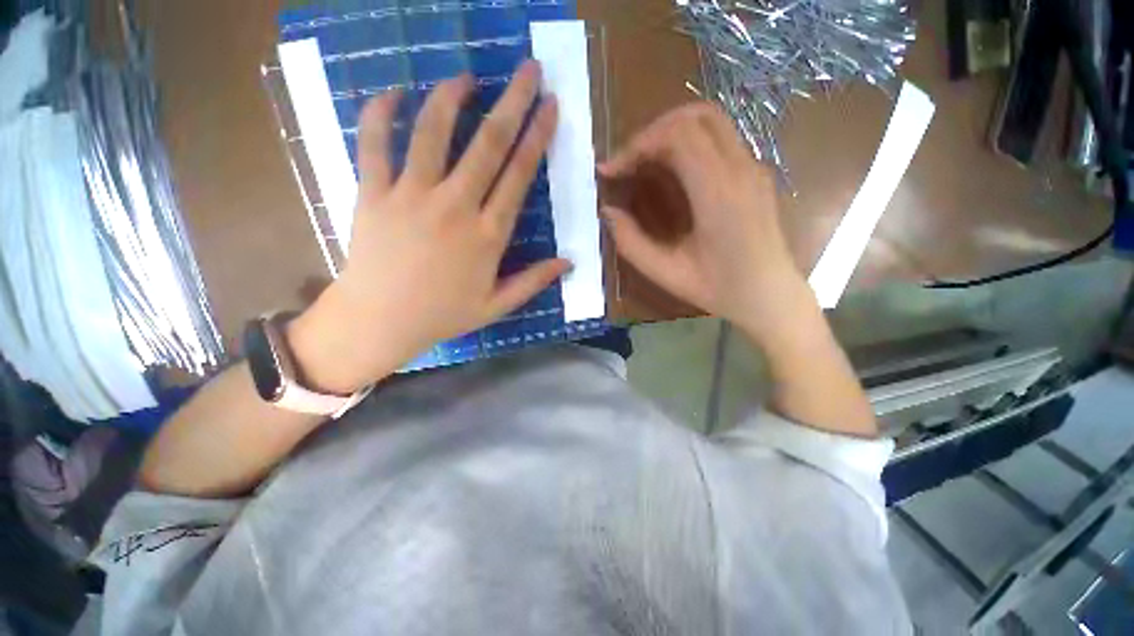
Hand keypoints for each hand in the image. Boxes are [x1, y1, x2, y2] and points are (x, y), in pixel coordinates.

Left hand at [289, 61, 568, 393]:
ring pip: (433, 132)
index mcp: (487, 235)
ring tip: (467, 77)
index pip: (518, 176)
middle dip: (512, 102)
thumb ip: (534, 281)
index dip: (537, 138)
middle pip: (487, 144)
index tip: (550, 107)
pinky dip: (381, 113)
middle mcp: (454, 207)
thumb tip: (569, 262)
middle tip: (528, 70)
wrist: (380, 321)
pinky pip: (373, 143)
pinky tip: (394, 92)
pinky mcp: (373, 193)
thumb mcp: (497, 306)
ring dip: (452, 97)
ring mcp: (411, 196)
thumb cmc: (442, 315)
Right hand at [600, 103, 806, 338]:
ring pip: (710, 121)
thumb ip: (631, 242)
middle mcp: (741, 169)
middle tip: (628, 162)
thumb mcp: (666, 273)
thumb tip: (608, 211)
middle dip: (652, 132)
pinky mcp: (755, 173)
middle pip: (695, 116)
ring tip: (645, 163)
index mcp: (718, 194)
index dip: (637, 144)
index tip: (611, 170)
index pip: (678, 136)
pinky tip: (671, 172)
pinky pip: (720, 139)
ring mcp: (753, 167)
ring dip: (671, 133)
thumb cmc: (719, 290)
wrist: (770, 297)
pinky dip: (688, 143)